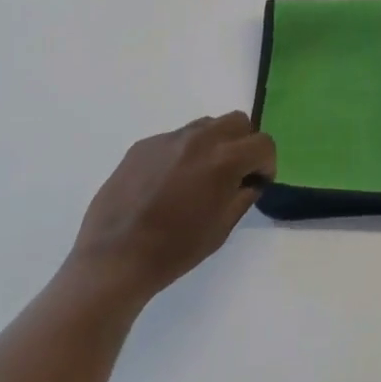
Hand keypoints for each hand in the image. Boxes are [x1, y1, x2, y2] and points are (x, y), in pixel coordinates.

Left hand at [69, 113, 275, 303]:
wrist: (113, 260)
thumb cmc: (174, 250)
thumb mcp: (221, 229)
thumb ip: (242, 196)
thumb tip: (249, 180)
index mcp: (224, 160)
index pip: (263, 143)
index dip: (267, 163)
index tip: (257, 181)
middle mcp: (199, 139)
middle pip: (238, 121)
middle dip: (244, 143)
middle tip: (233, 172)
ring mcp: (168, 138)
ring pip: (206, 125)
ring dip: (214, 143)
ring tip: (198, 176)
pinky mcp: (143, 145)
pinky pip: (175, 139)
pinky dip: (182, 153)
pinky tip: (166, 184)